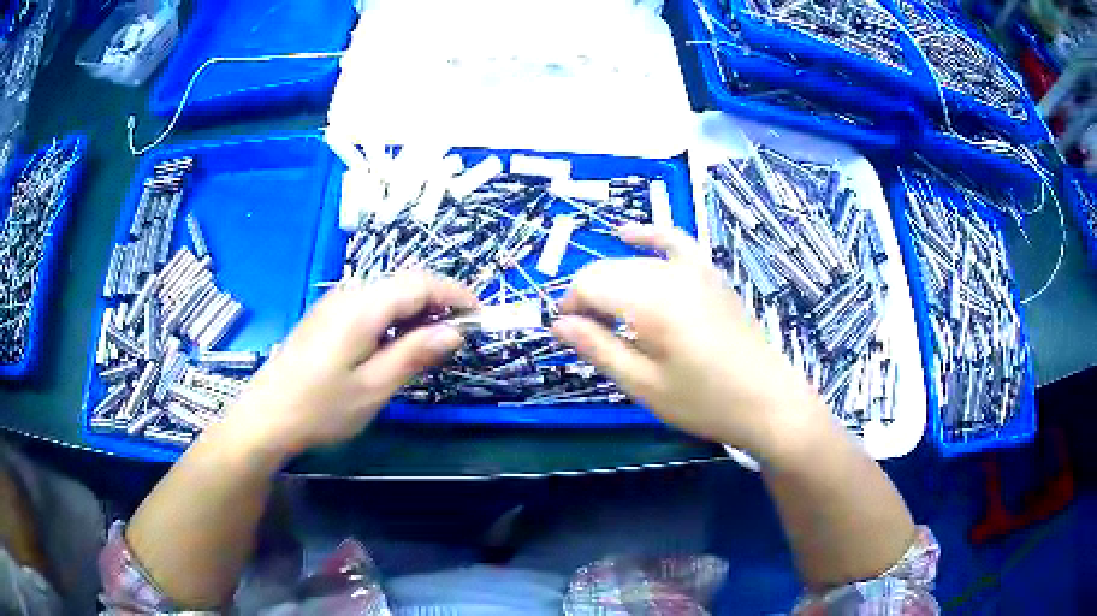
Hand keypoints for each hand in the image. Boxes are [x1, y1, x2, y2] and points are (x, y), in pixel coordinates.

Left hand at [220, 271, 476, 459]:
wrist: (266, 416)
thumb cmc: (321, 408)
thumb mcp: (374, 387)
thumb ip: (415, 354)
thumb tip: (455, 331)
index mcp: (363, 307)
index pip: (420, 283)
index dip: (455, 295)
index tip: (480, 317)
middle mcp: (348, 294)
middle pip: (403, 283)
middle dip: (437, 303)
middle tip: (458, 337)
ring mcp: (333, 304)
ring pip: (386, 294)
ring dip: (415, 311)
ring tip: (431, 344)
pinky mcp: (325, 318)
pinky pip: (369, 305)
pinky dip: (393, 318)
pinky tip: (394, 346)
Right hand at [552, 225, 828, 460]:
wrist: (767, 401)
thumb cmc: (704, 401)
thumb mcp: (643, 385)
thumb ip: (599, 348)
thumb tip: (559, 324)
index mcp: (651, 302)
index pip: (589, 285)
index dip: (571, 306)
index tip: (567, 333)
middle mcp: (670, 274)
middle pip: (610, 270)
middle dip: (589, 297)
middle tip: (589, 335)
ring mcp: (695, 269)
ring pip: (635, 262)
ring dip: (613, 281)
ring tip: (609, 316)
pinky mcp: (711, 274)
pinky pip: (675, 242)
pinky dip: (649, 237)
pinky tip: (629, 235)